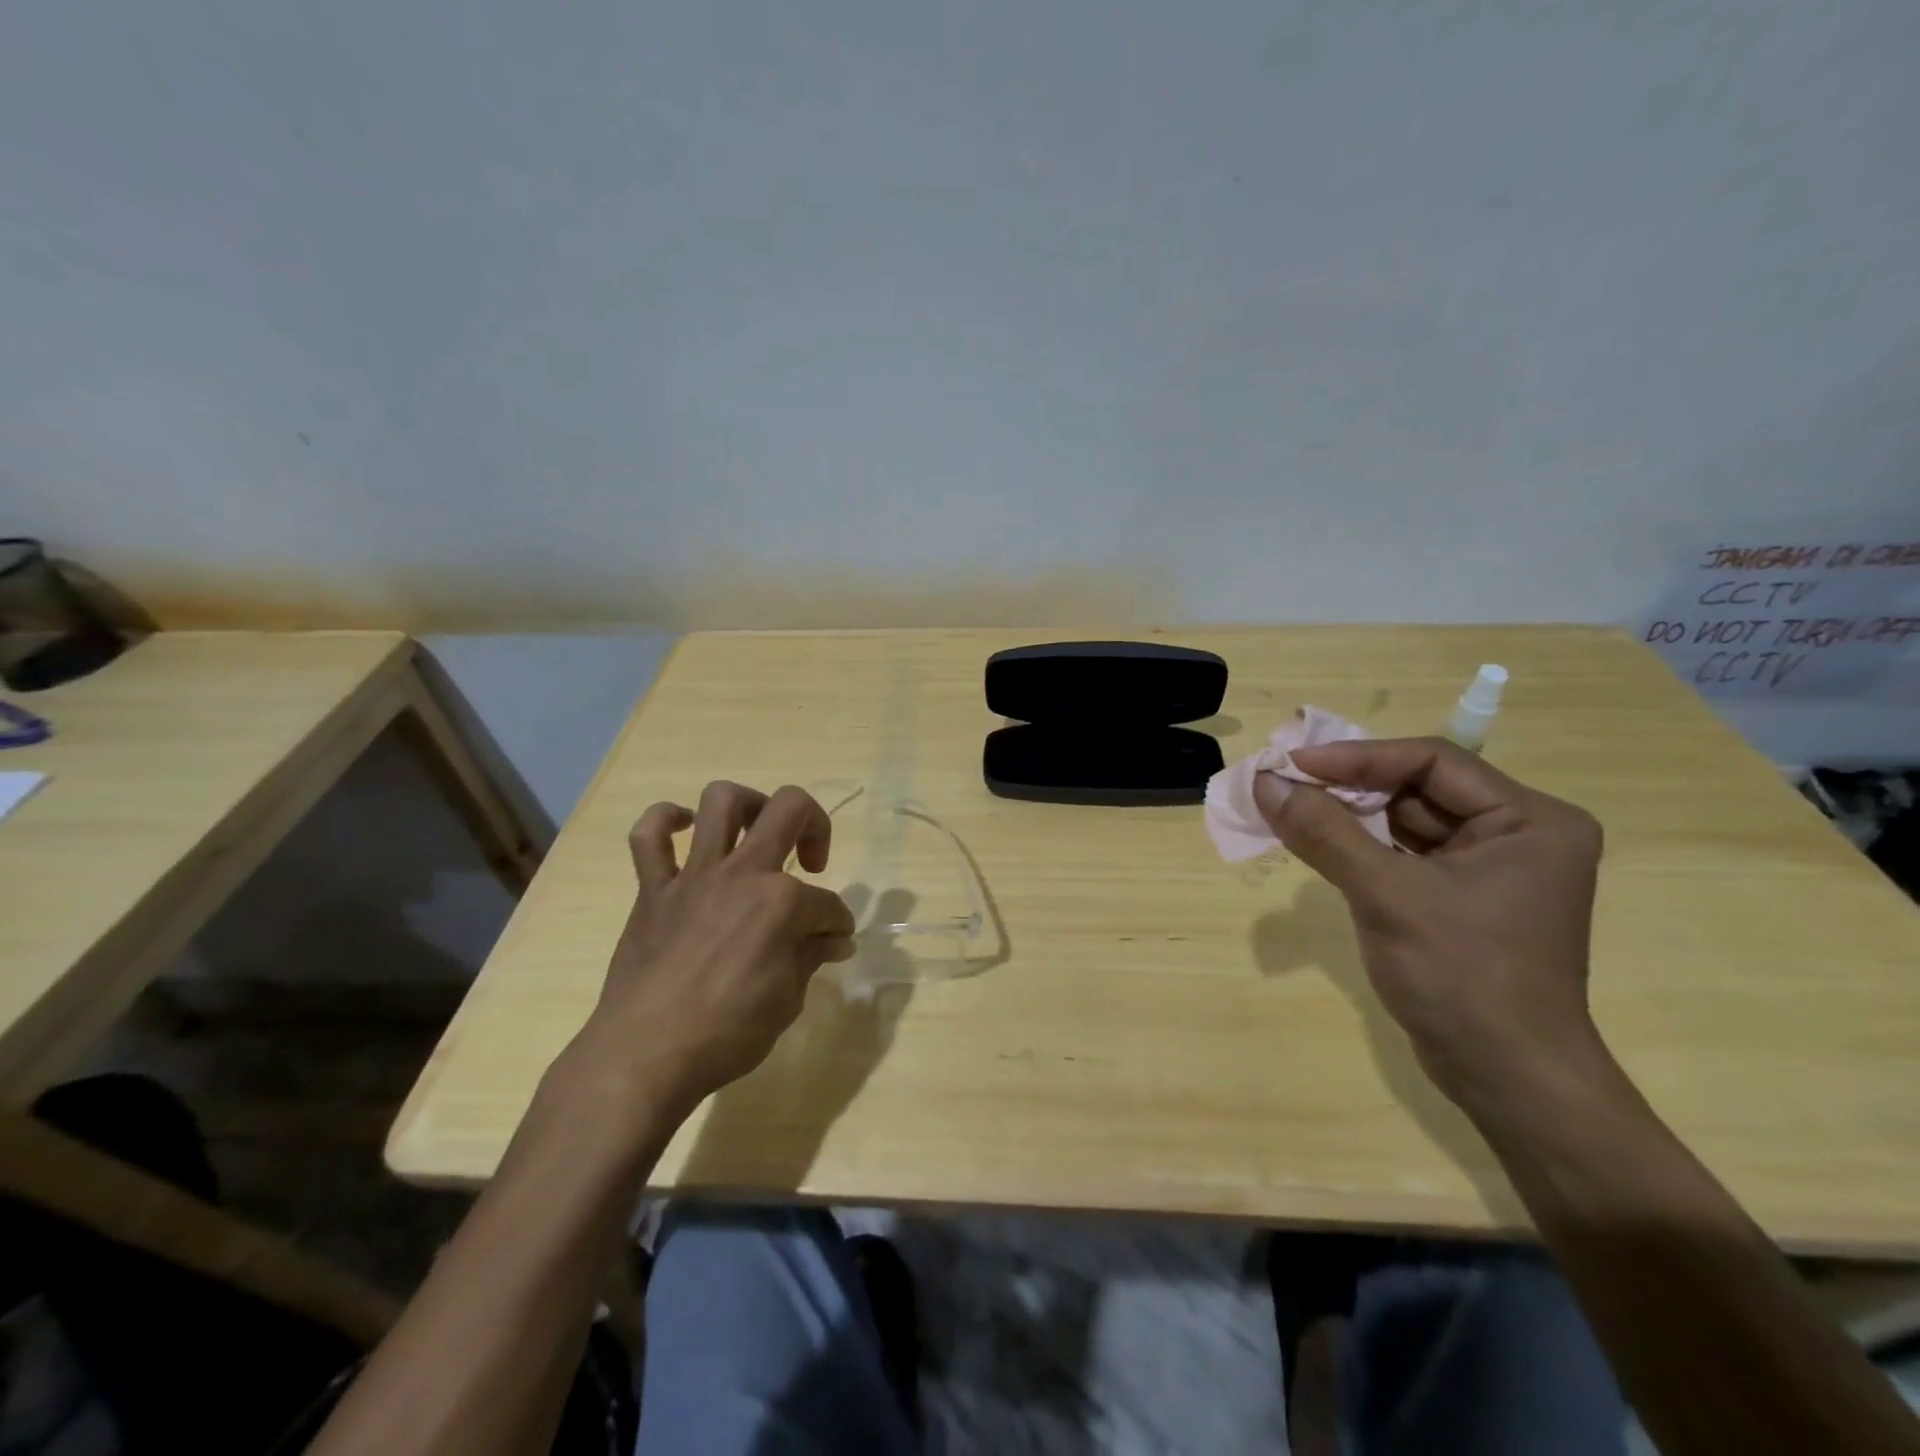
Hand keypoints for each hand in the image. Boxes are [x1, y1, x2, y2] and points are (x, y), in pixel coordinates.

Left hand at [586, 781, 856, 1109]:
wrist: (644, 1057)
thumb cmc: (727, 1034)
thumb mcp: (788, 1001)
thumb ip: (810, 957)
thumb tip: (834, 939)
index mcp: (782, 903)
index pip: (827, 903)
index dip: (838, 923)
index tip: (834, 941)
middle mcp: (742, 873)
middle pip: (789, 809)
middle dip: (815, 824)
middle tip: (812, 860)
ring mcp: (694, 876)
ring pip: (720, 802)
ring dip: (748, 804)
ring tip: (757, 829)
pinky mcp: (653, 891)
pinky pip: (648, 838)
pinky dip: (665, 822)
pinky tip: (684, 828)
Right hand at [1255, 737, 1606, 1106]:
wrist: (1505, 1079)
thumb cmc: (1462, 977)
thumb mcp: (1387, 896)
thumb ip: (1325, 833)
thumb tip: (1265, 782)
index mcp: (1530, 820)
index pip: (1432, 761)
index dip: (1357, 758)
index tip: (1293, 762)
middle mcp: (1517, 833)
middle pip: (1416, 788)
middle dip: (1347, 787)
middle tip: (1282, 782)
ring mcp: (1489, 868)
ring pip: (1404, 821)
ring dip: (1346, 816)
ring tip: (1287, 808)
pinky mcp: (1460, 898)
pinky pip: (1401, 854)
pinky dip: (1357, 847)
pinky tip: (1314, 843)